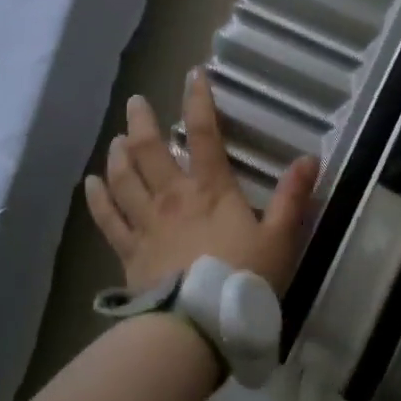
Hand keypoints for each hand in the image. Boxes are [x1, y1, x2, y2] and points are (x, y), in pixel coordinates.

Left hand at [84, 69, 318, 292]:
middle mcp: (172, 197)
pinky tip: (90, 184)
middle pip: (150, 150)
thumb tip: (310, 158)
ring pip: (124, 179)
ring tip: (116, 139)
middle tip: (135, 102)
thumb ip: (292, 197)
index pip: (204, 134)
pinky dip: (98, 199)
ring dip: (118, 154)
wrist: (198, 326)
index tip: (192, 74)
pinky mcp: (129, 252)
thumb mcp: (280, 238)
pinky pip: (108, 219)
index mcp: (210, 189)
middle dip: (142, 122)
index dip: (198, 101)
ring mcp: (146, 224)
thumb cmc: (244, 279)